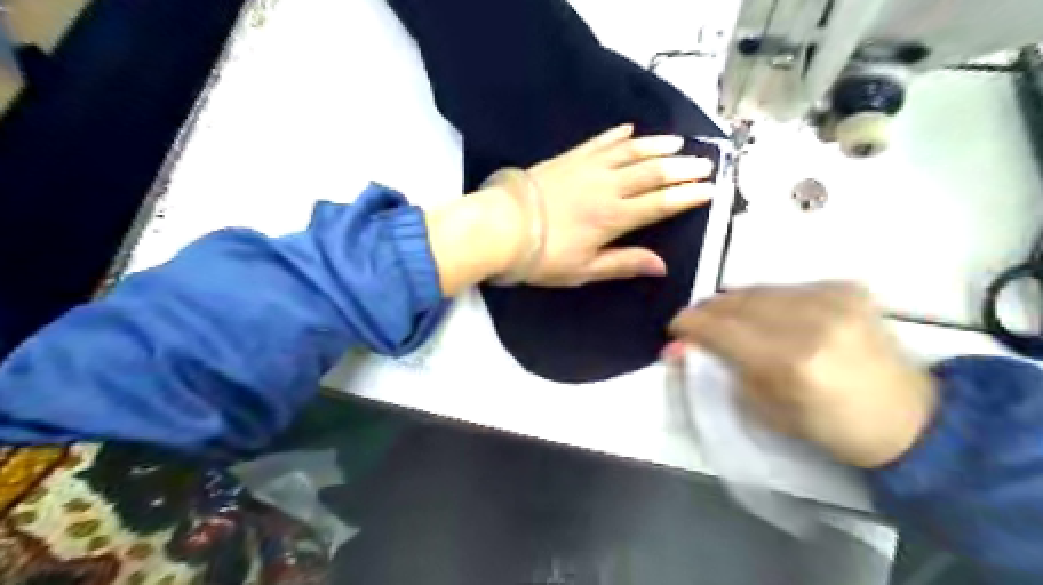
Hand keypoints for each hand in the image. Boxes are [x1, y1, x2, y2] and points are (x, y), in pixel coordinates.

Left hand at [494, 122, 714, 284]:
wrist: (502, 227)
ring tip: (679, 143)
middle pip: (653, 173)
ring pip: (631, 151)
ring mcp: (588, 167)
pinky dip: (618, 135)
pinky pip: (600, 141)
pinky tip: (630, 129)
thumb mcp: (585, 269)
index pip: (660, 203)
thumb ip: (624, 263)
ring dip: (657, 146)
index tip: (710, 189)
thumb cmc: (544, 256)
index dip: (687, 196)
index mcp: (614, 217)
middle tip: (705, 164)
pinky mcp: (570, 157)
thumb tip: (662, 265)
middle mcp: (608, 187)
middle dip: (682, 168)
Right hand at [668, 282, 936, 467]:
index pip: (720, 329)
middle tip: (699, 324)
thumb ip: (723, 371)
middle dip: (709, 311)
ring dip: (736, 304)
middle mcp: (811, 321)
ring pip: (758, 290)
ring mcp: (833, 299)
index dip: (689, 324)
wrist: (908, 416)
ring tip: (731, 320)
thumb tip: (683, 347)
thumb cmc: (828, 425)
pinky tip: (773, 317)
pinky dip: (768, 300)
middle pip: (736, 302)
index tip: (675, 328)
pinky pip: (786, 287)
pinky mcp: (847, 288)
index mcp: (790, 362)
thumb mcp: (764, 411)